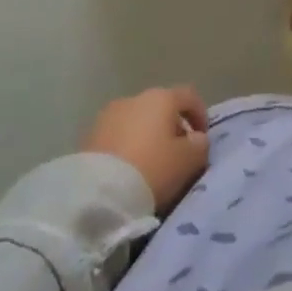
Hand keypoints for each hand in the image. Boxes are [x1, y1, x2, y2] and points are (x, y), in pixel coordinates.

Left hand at [84, 86, 210, 213]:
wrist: (98, 194)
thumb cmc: (152, 169)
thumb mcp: (189, 160)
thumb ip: (199, 145)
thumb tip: (196, 139)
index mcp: (161, 97)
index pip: (189, 96)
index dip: (200, 115)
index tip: (202, 140)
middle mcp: (134, 98)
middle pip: (161, 108)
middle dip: (172, 128)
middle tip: (177, 155)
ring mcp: (108, 116)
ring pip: (137, 122)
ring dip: (147, 138)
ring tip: (151, 166)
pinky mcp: (89, 137)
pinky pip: (118, 137)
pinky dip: (127, 148)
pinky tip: (129, 171)